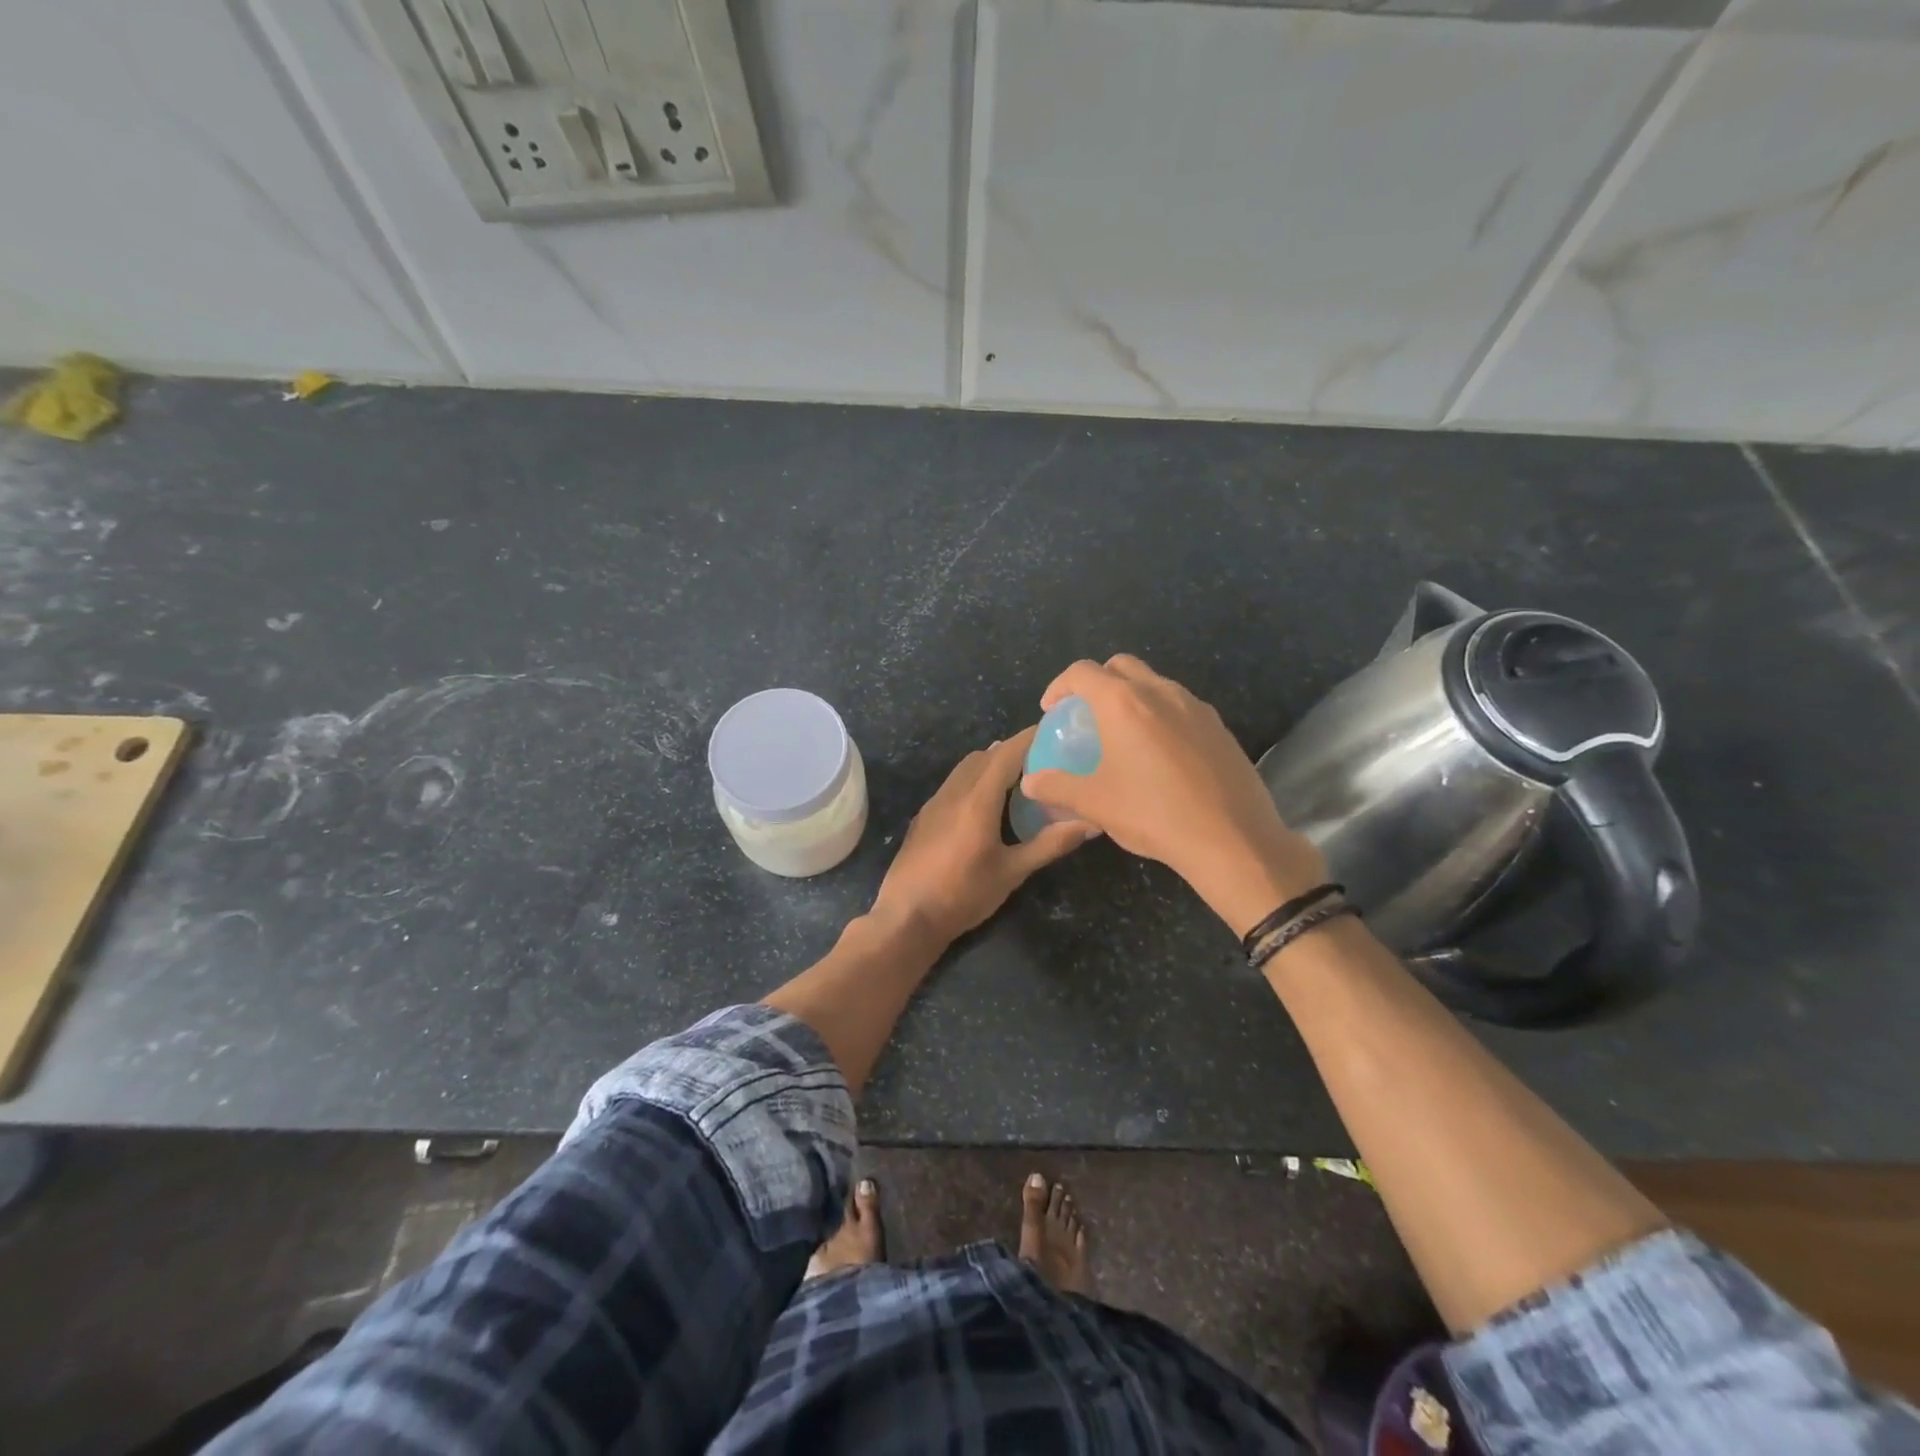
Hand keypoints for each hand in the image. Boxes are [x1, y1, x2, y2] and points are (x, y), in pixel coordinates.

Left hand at [871, 728, 1094, 945]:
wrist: (906, 917)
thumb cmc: (963, 895)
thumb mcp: (1012, 872)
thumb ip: (1050, 844)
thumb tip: (1090, 824)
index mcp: (977, 800)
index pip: (1006, 754)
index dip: (1029, 738)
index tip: (1053, 729)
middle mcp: (954, 792)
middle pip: (985, 756)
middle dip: (1013, 750)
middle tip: (1044, 756)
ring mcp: (934, 802)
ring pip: (965, 768)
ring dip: (991, 763)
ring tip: (1020, 775)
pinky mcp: (924, 816)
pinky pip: (953, 783)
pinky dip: (974, 778)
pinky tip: (987, 801)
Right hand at [1020, 655, 1327, 936]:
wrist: (1232, 839)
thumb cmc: (1153, 815)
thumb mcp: (1095, 804)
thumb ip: (1057, 787)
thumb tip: (1029, 783)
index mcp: (1124, 703)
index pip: (1082, 672)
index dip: (1059, 686)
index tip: (1051, 711)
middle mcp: (1160, 692)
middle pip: (1120, 666)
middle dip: (1096, 682)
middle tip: (1085, 715)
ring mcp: (1195, 707)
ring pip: (1155, 683)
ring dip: (1131, 696)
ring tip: (1122, 734)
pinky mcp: (1219, 727)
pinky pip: (1181, 706)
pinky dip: (1160, 714)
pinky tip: (1160, 754)